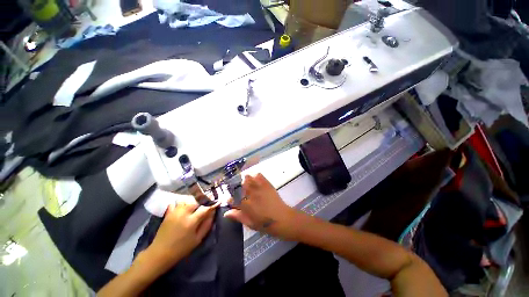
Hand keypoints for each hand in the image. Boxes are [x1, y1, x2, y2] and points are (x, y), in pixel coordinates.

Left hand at [147, 197, 218, 270]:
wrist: (160, 254)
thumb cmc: (181, 248)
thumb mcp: (197, 239)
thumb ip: (207, 224)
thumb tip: (213, 212)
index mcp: (192, 221)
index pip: (205, 207)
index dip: (213, 203)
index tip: (219, 200)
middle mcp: (183, 213)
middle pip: (196, 200)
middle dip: (204, 198)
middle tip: (208, 199)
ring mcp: (175, 212)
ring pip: (186, 199)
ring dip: (193, 199)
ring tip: (197, 201)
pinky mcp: (168, 213)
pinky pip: (175, 202)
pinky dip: (181, 202)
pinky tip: (184, 204)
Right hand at [224, 173, 298, 239]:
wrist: (281, 218)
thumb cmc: (264, 223)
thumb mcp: (249, 222)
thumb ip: (237, 216)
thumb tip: (226, 213)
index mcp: (244, 203)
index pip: (232, 197)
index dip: (230, 198)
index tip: (230, 199)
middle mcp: (250, 193)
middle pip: (239, 184)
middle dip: (238, 186)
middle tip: (240, 190)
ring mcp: (258, 187)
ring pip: (248, 178)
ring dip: (246, 180)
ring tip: (248, 184)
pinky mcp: (266, 184)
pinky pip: (259, 175)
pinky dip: (256, 176)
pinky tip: (256, 179)